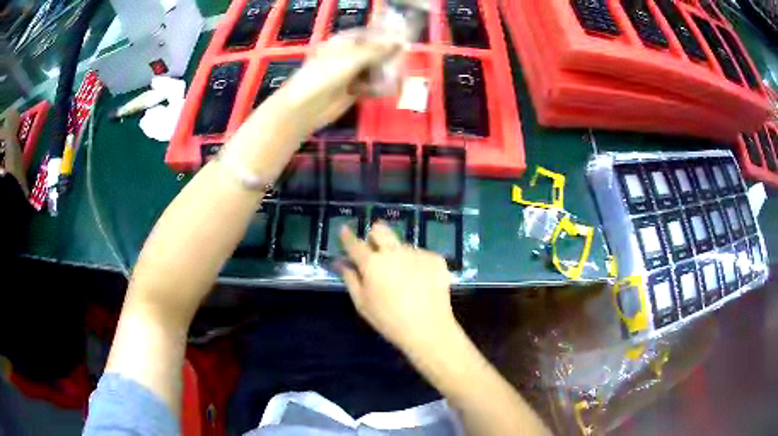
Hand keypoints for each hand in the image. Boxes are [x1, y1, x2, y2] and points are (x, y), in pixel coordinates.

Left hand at [269, 26, 403, 135]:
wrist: (305, 108)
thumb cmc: (324, 76)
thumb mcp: (352, 59)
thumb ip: (378, 51)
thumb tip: (401, 41)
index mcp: (342, 43)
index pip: (368, 35)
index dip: (385, 37)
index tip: (403, 40)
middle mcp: (347, 56)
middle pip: (373, 53)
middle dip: (387, 58)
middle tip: (402, 62)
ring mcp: (349, 74)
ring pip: (374, 70)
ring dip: (384, 74)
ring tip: (394, 78)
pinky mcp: (352, 91)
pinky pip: (371, 86)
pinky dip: (378, 88)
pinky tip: (384, 90)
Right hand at [339, 222, 456, 353]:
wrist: (428, 328)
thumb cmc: (389, 320)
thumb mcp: (362, 303)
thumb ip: (350, 279)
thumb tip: (341, 263)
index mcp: (372, 263)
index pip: (355, 243)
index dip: (347, 236)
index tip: (344, 230)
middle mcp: (393, 251)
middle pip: (380, 230)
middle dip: (374, 235)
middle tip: (376, 250)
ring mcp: (417, 253)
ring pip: (402, 244)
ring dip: (398, 254)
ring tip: (404, 278)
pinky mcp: (435, 258)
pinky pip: (421, 255)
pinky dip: (417, 264)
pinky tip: (421, 282)